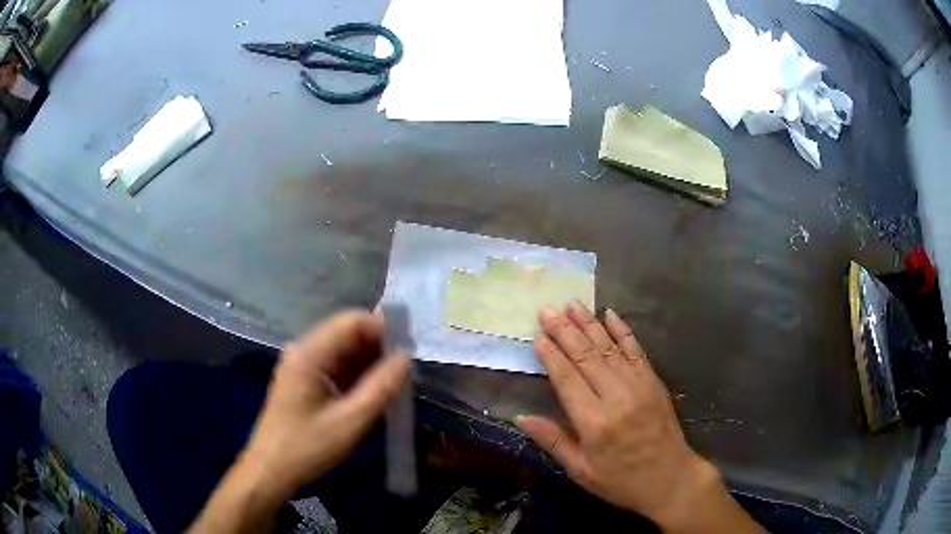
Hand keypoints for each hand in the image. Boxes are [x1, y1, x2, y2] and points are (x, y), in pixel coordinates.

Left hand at [189, 311, 409, 533]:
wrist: (271, 470)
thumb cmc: (308, 448)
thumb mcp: (351, 421)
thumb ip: (381, 387)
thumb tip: (406, 357)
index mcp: (309, 354)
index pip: (352, 321)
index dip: (383, 329)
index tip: (410, 349)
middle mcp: (303, 350)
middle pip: (347, 333)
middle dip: (379, 348)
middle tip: (406, 371)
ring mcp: (301, 364)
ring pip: (343, 350)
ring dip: (369, 363)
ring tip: (394, 385)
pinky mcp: (303, 378)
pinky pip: (335, 366)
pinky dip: (356, 375)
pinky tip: (372, 394)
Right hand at [517, 303, 760, 532]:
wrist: (670, 478)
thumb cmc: (621, 480)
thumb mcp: (581, 471)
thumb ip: (553, 441)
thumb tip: (521, 417)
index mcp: (594, 422)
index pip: (567, 379)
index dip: (551, 355)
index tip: (537, 335)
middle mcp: (616, 397)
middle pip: (586, 356)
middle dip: (564, 331)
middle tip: (547, 309)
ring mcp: (639, 385)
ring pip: (609, 348)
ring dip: (589, 324)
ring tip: (571, 304)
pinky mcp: (654, 381)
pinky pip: (636, 350)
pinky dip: (622, 330)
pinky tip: (610, 314)